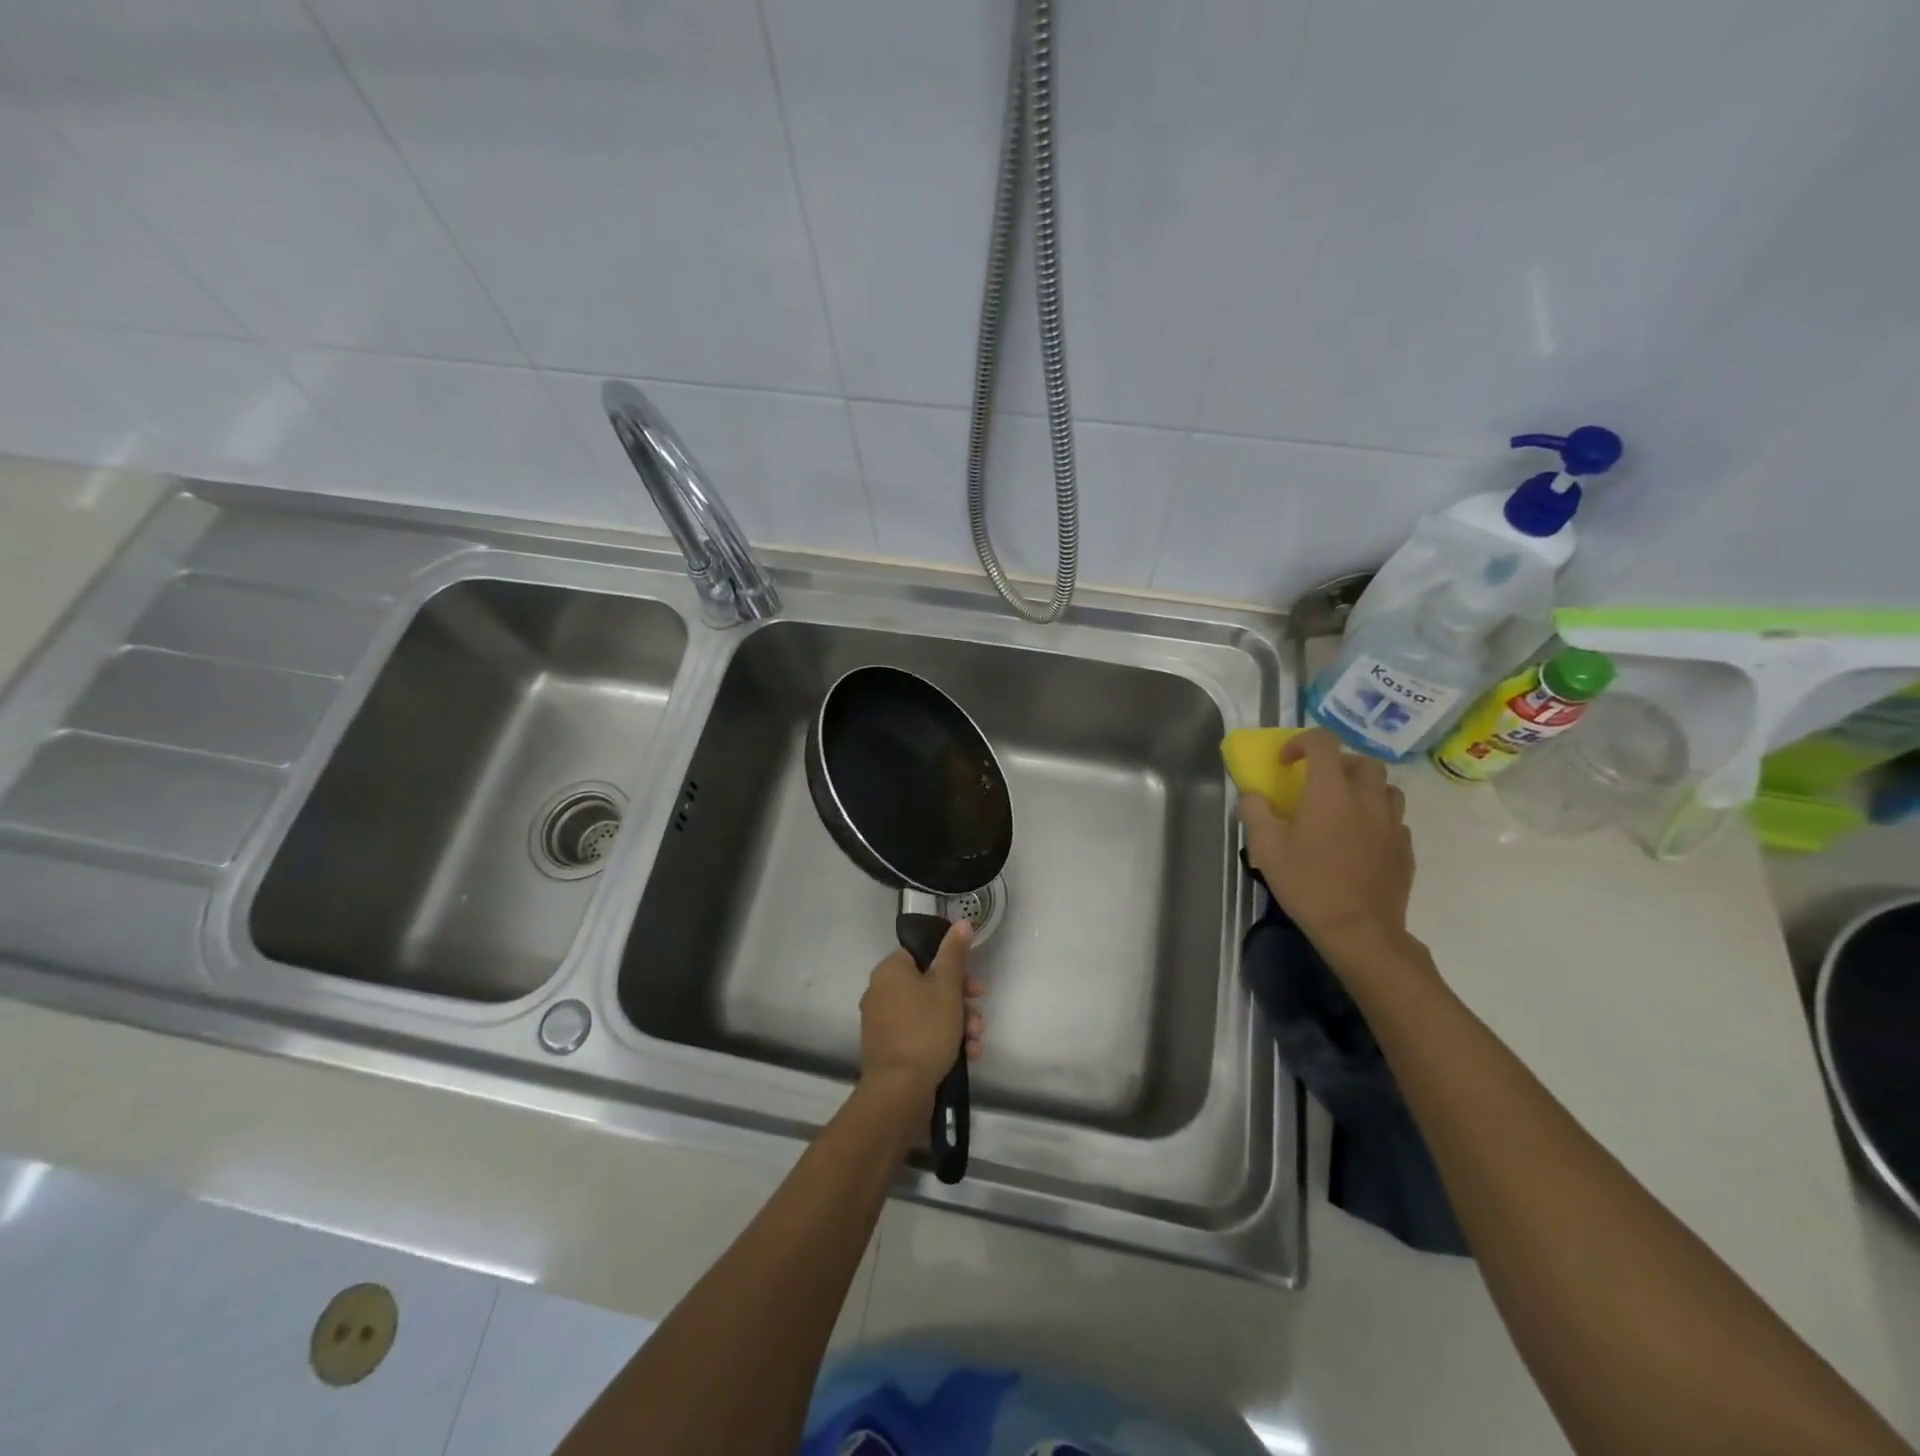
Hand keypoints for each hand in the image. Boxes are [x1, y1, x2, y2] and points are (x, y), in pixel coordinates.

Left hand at [858, 920, 985, 1110]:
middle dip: (962, 1000)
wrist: (900, 1091)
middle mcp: (881, 992)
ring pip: (930, 1012)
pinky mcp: (891, 1049)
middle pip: (929, 984)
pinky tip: (968, 1055)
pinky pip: (922, 1034)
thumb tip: (961, 922)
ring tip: (977, 1040)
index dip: (952, 964)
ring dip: (959, 1023)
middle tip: (979, 1011)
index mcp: (890, 971)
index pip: (923, 953)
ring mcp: (884, 1023)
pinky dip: (945, 1040)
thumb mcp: (947, 986)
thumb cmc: (925, 1029)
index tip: (973, 979)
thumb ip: (955, 953)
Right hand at [1239, 728, 1415, 954]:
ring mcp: (1392, 824)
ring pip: (1386, 788)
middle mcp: (1367, 799)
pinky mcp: (1405, 849)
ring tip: (1344, 807)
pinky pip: (1394, 820)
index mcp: (1331, 792)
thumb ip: (1255, 812)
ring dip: (1364, 788)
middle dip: (1338, 763)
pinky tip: (1360, 840)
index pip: (1323, 742)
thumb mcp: (1265, 848)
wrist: (1359, 931)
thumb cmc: (1308, 884)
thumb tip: (1253, 796)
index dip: (1301, 742)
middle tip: (1317, 783)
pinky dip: (1377, 819)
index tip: (1284, 763)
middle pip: (1362, 761)